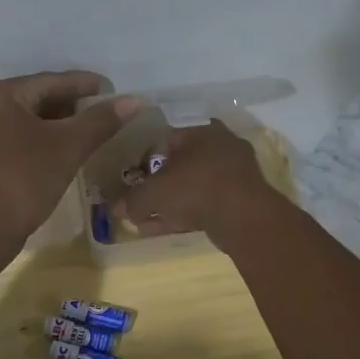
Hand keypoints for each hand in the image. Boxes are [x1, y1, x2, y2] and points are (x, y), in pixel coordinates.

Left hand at [0, 71, 136, 255]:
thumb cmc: (22, 181)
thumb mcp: (67, 148)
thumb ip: (100, 121)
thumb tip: (133, 101)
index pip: (48, 82)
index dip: (83, 85)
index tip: (109, 88)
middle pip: (31, 99)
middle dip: (68, 106)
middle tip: (99, 113)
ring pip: (19, 121)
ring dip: (51, 125)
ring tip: (83, 132)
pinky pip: (7, 139)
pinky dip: (33, 142)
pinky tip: (55, 153)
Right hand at [114, 120, 277, 247]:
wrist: (244, 217)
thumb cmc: (195, 188)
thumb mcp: (154, 193)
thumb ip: (133, 200)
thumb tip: (116, 208)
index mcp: (201, 130)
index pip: (164, 139)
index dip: (143, 161)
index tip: (133, 180)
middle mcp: (220, 145)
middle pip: (179, 165)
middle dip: (157, 187)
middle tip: (139, 203)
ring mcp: (234, 173)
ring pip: (192, 187)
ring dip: (168, 204)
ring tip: (145, 222)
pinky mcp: (240, 199)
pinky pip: (205, 203)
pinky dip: (184, 214)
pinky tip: (163, 228)